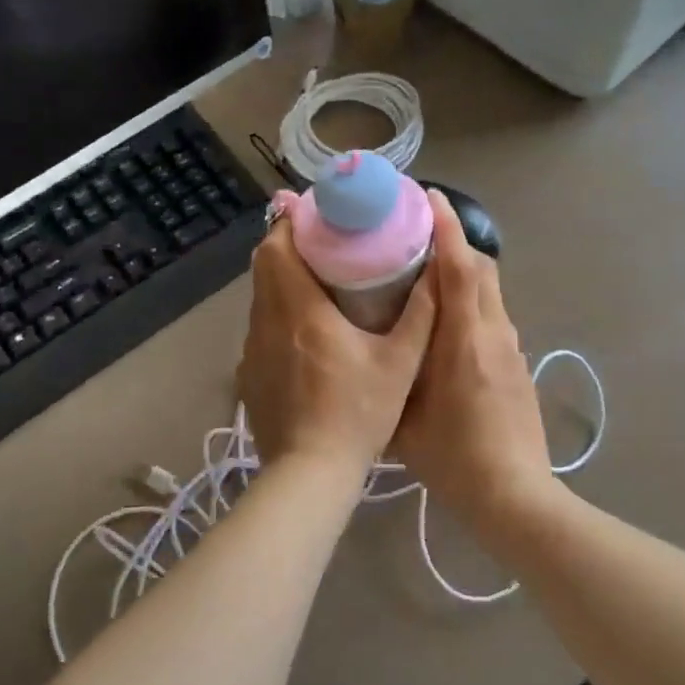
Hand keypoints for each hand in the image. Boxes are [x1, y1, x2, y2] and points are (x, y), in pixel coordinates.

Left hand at [239, 202, 437, 483]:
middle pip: (264, 266)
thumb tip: (437, 268)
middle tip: (320, 242)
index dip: (289, 223)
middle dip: (286, 245)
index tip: (310, 212)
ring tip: (315, 281)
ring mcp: (252, 350)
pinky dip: (276, 316)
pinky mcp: (248, 375)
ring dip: (280, 281)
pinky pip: (258, 329)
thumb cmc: (359, 413)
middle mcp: (267, 322)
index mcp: (301, 310)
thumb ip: (421, 313)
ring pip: (260, 298)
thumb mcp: (400, 363)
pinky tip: (302, 334)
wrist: (311, 472)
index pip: (278, 248)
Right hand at [394, 192, 551, 516]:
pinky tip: (446, 325)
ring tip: (426, 276)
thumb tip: (371, 348)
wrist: (514, 495)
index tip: (429, 198)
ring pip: (490, 292)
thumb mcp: (404, 417)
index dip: (447, 228)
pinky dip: (472, 302)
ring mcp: (511, 348)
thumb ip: (391, 375)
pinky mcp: (517, 365)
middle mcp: (494, 333)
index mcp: (465, 340)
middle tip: (417, 236)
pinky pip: (493, 316)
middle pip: (482, 269)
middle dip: (454, 243)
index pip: (461, 268)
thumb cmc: (453, 457)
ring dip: (463, 273)